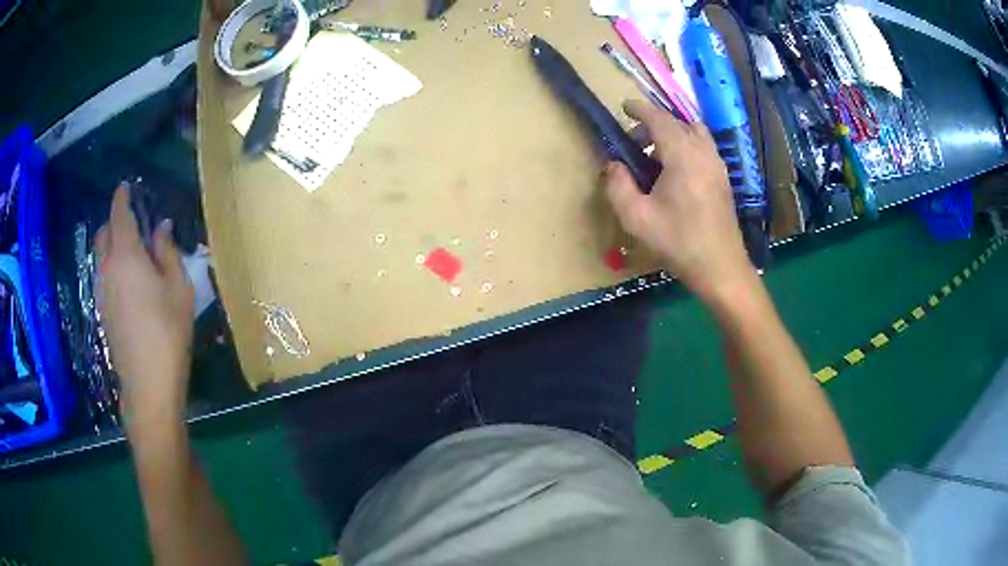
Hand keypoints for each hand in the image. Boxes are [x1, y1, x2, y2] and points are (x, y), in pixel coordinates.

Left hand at [95, 184, 193, 431]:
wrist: (148, 382)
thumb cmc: (167, 330)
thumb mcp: (178, 288)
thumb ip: (167, 252)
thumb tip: (161, 228)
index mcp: (126, 255)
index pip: (119, 215)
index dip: (122, 198)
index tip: (126, 187)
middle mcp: (108, 268)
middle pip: (104, 234)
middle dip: (115, 221)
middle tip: (132, 222)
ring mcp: (102, 291)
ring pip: (101, 256)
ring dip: (113, 246)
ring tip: (132, 253)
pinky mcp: (103, 311)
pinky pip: (104, 276)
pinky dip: (112, 267)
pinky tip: (129, 282)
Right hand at [603, 100, 757, 303]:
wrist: (720, 267)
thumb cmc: (678, 242)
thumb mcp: (636, 218)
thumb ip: (618, 186)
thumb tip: (613, 165)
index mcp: (682, 154)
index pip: (659, 119)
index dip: (640, 109)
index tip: (624, 107)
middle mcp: (703, 151)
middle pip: (677, 122)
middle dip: (653, 124)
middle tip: (634, 142)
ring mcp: (717, 164)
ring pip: (694, 133)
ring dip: (672, 133)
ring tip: (654, 154)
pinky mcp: (723, 178)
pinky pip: (703, 147)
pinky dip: (686, 145)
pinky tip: (675, 170)